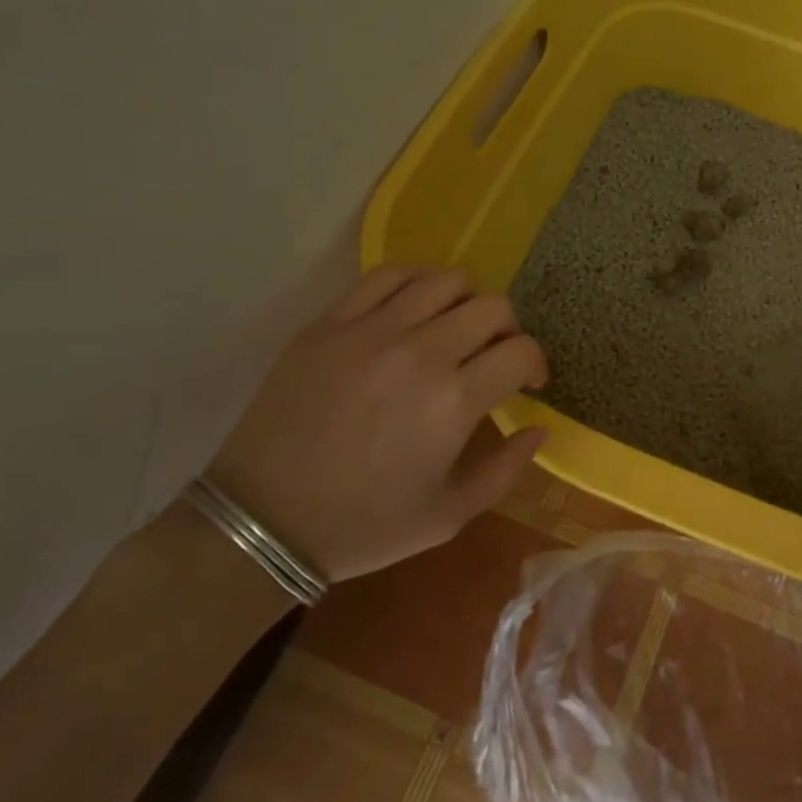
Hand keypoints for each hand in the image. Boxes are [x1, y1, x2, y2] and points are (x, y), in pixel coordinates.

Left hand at [203, 266, 548, 580]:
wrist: (261, 522)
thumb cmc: (363, 525)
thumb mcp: (448, 516)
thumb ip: (506, 470)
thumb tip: (540, 429)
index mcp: (454, 402)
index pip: (521, 350)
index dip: (536, 363)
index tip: (528, 381)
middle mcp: (420, 353)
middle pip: (493, 307)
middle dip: (507, 330)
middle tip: (494, 355)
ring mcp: (371, 331)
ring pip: (445, 281)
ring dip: (466, 301)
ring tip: (455, 327)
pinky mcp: (330, 324)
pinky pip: (386, 277)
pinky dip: (414, 284)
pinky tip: (412, 310)